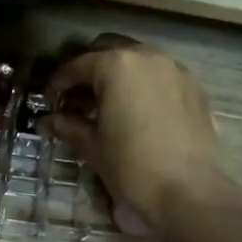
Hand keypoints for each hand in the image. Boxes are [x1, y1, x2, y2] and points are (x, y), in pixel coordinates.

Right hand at [43, 38, 226, 231]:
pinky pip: (160, 76)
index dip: (59, 82)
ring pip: (138, 60)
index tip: (49, 99)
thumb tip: (47, 122)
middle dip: (90, 70)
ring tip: (106, 105)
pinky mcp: (194, 88)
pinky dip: (143, 85)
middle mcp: (147, 57)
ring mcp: (175, 70)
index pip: (78, 65)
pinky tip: (136, 112)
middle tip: (77, 97)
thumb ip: (68, 126)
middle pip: (109, 51)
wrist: (188, 191)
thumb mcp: (92, 146)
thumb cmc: (131, 166)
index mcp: (116, 66)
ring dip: (118, 75)